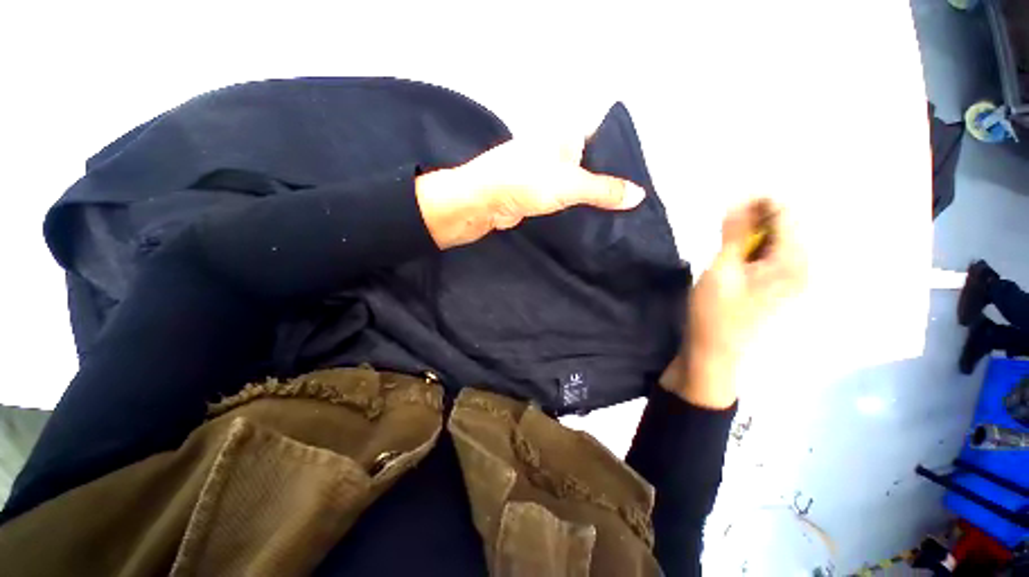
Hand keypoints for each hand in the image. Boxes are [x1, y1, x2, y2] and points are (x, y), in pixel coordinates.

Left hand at [414, 139, 645, 248]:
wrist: (484, 203)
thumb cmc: (525, 182)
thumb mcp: (571, 185)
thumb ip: (604, 190)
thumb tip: (638, 195)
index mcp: (566, 135)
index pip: (604, 141)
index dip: (622, 158)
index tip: (641, 179)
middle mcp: (557, 150)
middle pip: (592, 164)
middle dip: (610, 182)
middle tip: (633, 201)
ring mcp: (546, 172)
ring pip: (577, 184)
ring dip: (593, 197)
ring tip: (619, 213)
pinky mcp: (537, 193)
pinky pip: (564, 198)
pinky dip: (576, 207)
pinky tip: (592, 219)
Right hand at [662, 200, 807, 408]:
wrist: (716, 352)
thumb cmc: (716, 313)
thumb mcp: (721, 270)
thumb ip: (734, 234)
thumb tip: (740, 200)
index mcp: (794, 262)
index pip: (788, 213)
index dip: (761, 201)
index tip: (731, 203)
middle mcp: (804, 267)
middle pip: (789, 225)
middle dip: (758, 217)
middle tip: (725, 224)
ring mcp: (795, 279)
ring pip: (781, 240)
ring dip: (755, 233)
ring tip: (729, 241)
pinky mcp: (782, 287)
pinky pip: (775, 255)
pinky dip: (757, 247)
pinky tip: (738, 256)